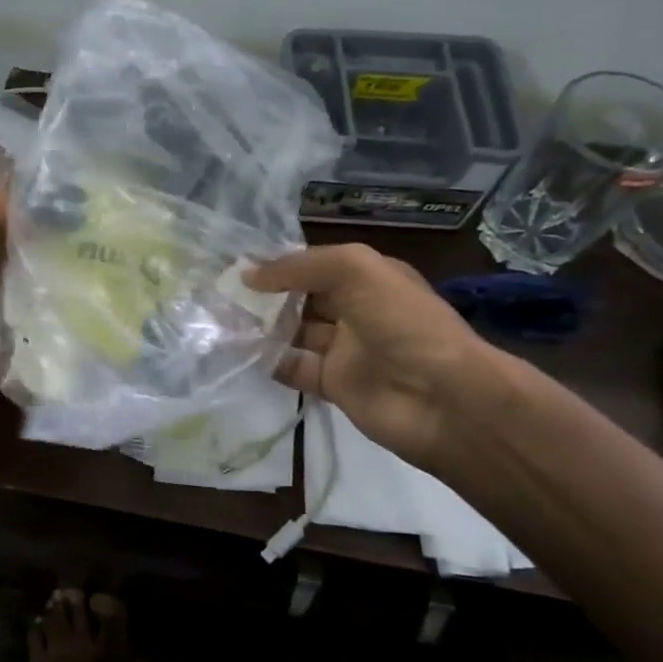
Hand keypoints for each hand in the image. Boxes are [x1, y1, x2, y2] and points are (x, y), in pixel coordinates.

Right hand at [245, 243, 501, 468]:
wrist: (443, 398)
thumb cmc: (402, 321)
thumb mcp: (355, 270)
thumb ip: (300, 267)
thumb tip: (248, 275)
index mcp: (368, 278)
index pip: (314, 265)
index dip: (278, 263)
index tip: (235, 264)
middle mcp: (356, 310)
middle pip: (301, 298)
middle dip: (265, 295)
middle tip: (219, 292)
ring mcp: (345, 350)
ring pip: (294, 332)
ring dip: (262, 326)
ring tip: (220, 319)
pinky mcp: (334, 385)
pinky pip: (294, 368)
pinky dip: (269, 360)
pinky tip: (240, 351)